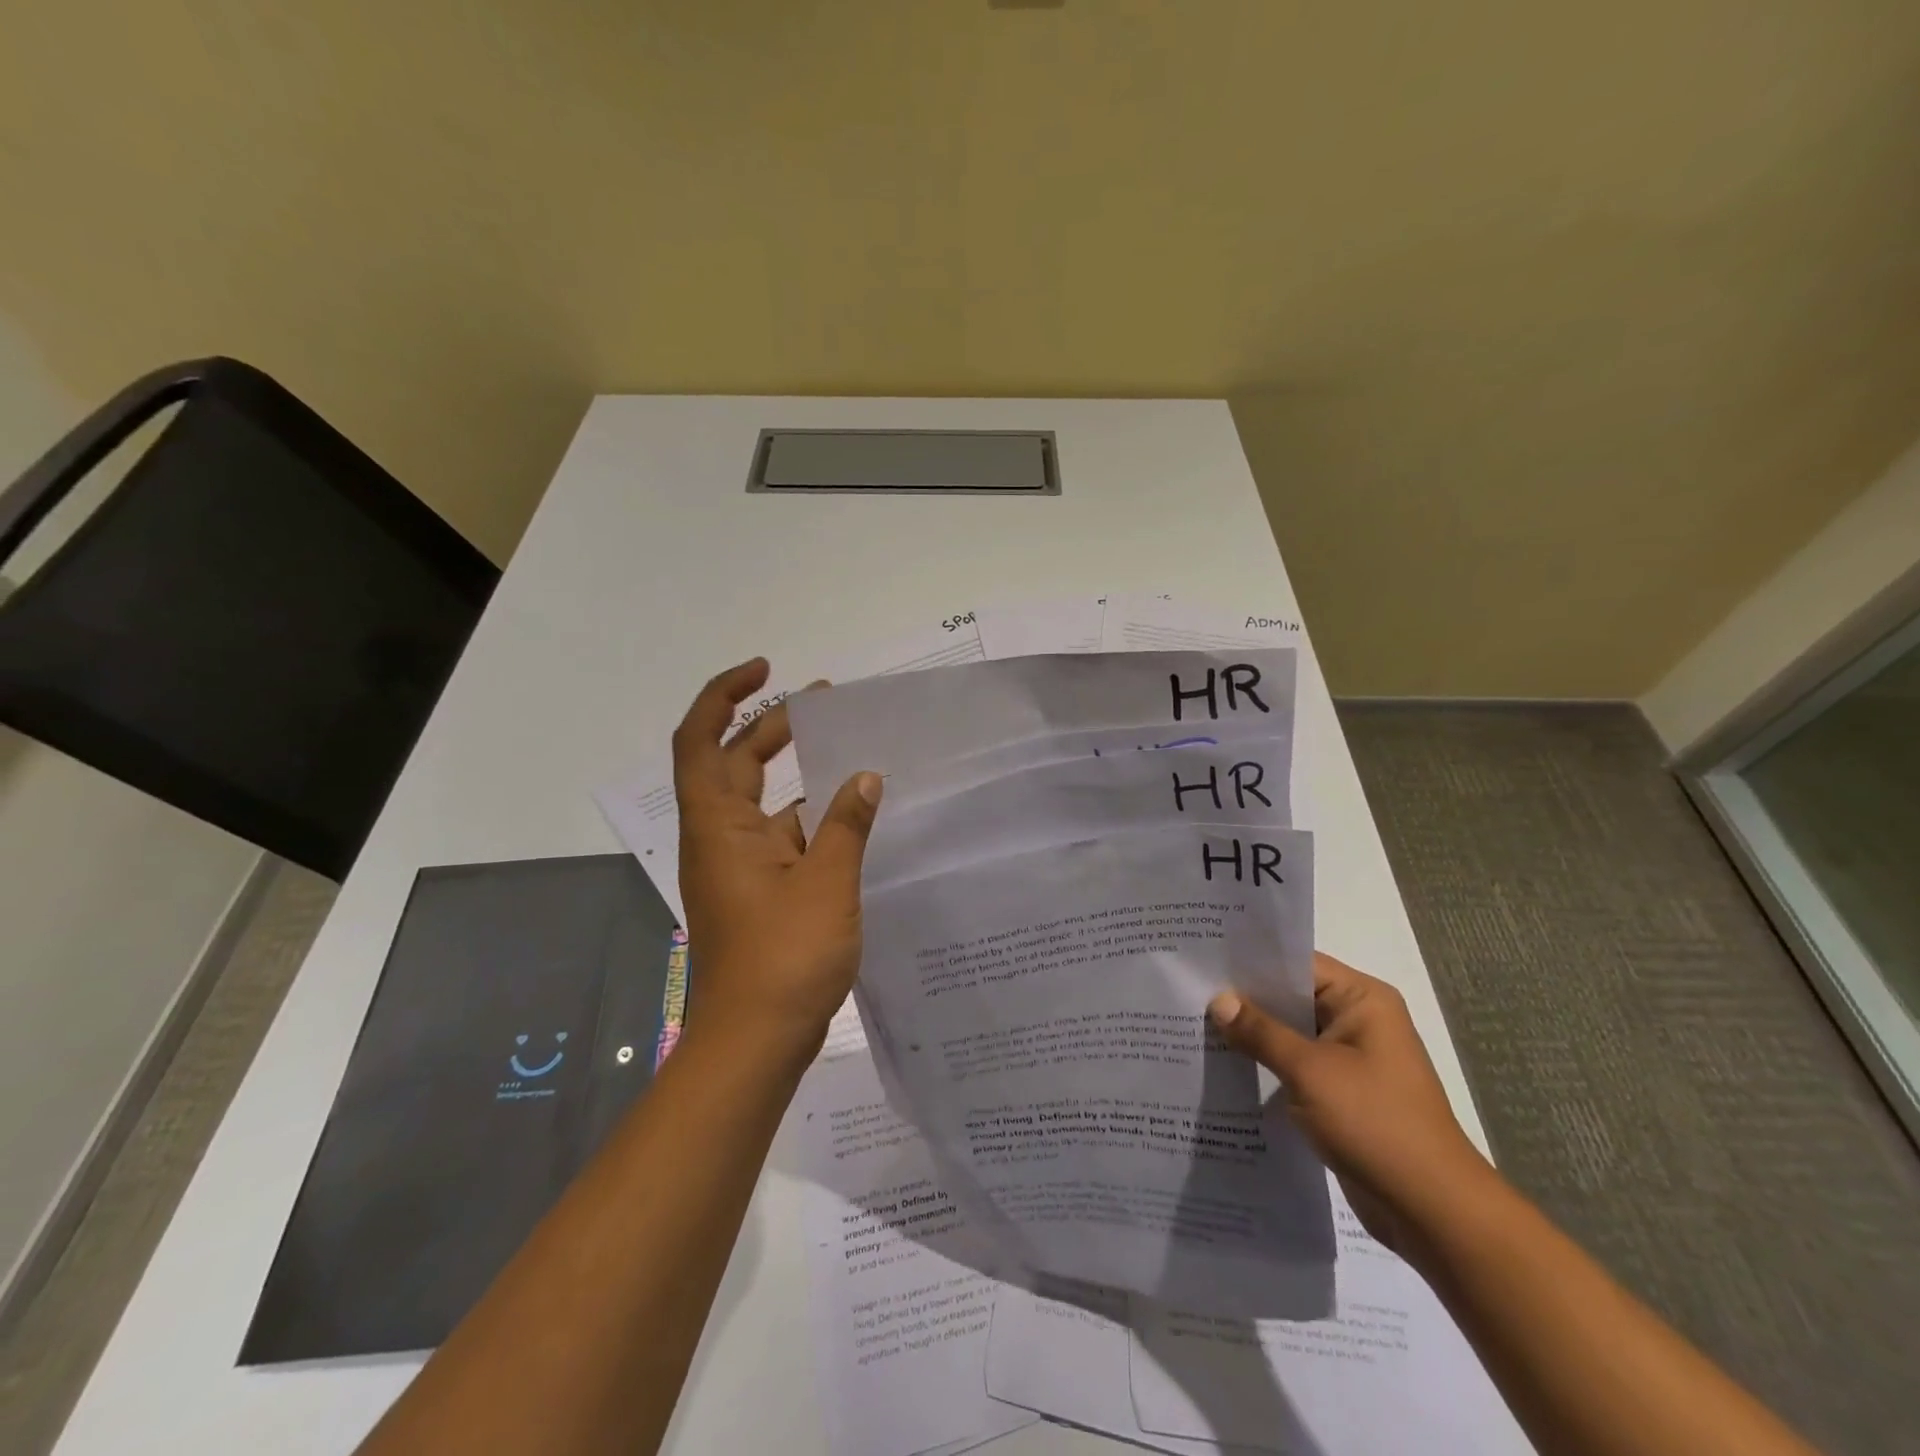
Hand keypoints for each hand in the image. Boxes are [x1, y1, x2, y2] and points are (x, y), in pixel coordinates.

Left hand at [673, 658, 881, 1064]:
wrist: (755, 1044)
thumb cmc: (784, 957)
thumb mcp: (826, 883)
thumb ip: (846, 825)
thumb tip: (866, 778)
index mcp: (719, 827)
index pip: (701, 741)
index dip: (724, 696)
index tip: (766, 670)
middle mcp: (720, 839)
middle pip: (734, 764)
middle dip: (771, 727)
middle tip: (823, 703)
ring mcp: (738, 868)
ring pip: (761, 803)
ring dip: (795, 774)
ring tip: (847, 752)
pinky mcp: (758, 893)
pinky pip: (781, 838)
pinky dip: (809, 818)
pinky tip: (850, 816)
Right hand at [1208, 953, 1501, 1259]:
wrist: (1432, 1212)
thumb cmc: (1375, 1124)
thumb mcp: (1309, 1071)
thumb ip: (1260, 1032)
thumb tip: (1218, 1000)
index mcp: (1362, 1000)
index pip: (1297, 963)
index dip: (1251, 960)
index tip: (1203, 957)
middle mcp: (1358, 1020)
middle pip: (1291, 996)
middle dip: (1244, 999)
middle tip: (1190, 989)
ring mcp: (1350, 1059)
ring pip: (1289, 1033)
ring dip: (1252, 1034)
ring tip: (1195, 1023)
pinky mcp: (1341, 1093)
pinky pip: (1295, 1065)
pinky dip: (1265, 1064)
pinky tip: (1223, 1065)